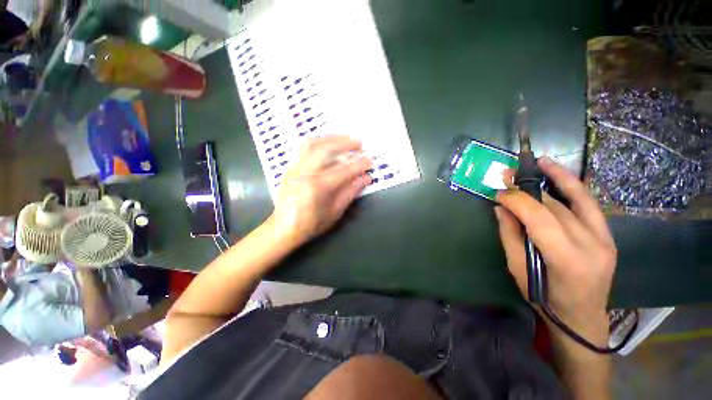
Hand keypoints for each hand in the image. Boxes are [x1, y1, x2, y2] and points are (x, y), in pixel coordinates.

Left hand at [271, 135, 371, 245]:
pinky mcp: (290, 167)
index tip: (370, 161)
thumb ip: (350, 192)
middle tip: (359, 143)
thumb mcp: (335, 212)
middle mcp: (304, 173)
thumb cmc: (311, 224)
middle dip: (344, 143)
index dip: (359, 165)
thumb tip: (365, 178)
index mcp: (317, 187)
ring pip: (311, 143)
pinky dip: (317, 142)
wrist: (283, 228)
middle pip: (325, 150)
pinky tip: (327, 143)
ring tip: (344, 138)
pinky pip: (303, 148)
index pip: (343, 171)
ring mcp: (295, 168)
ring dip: (330, 138)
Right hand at [495, 156, 615, 345]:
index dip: (516, 200)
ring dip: (553, 178)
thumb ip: (510, 236)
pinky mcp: (608, 235)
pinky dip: (573, 185)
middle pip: (555, 207)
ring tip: (535, 163)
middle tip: (506, 176)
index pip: (539, 218)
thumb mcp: (518, 269)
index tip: (498, 192)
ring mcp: (604, 239)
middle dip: (526, 189)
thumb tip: (501, 208)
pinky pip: (589, 204)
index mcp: (566, 259)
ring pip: (575, 200)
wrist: (582, 316)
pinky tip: (559, 172)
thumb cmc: (544, 297)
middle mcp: (591, 245)